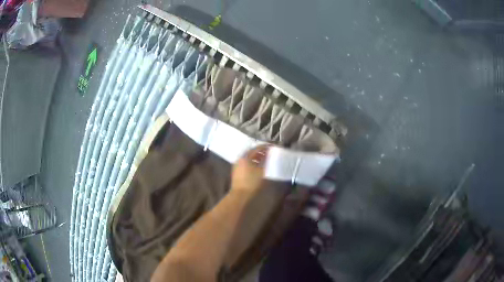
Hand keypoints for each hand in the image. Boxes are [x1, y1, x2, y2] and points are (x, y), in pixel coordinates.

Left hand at [230, 145, 268, 195]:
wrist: (240, 195)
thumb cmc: (251, 182)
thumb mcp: (261, 171)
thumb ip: (265, 160)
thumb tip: (268, 153)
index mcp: (245, 157)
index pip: (256, 148)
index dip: (265, 147)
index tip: (272, 147)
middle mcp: (239, 159)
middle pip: (251, 152)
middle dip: (260, 152)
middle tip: (268, 152)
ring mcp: (237, 165)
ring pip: (248, 158)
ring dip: (256, 157)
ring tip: (264, 159)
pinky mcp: (236, 171)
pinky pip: (245, 163)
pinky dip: (252, 162)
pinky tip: (257, 166)